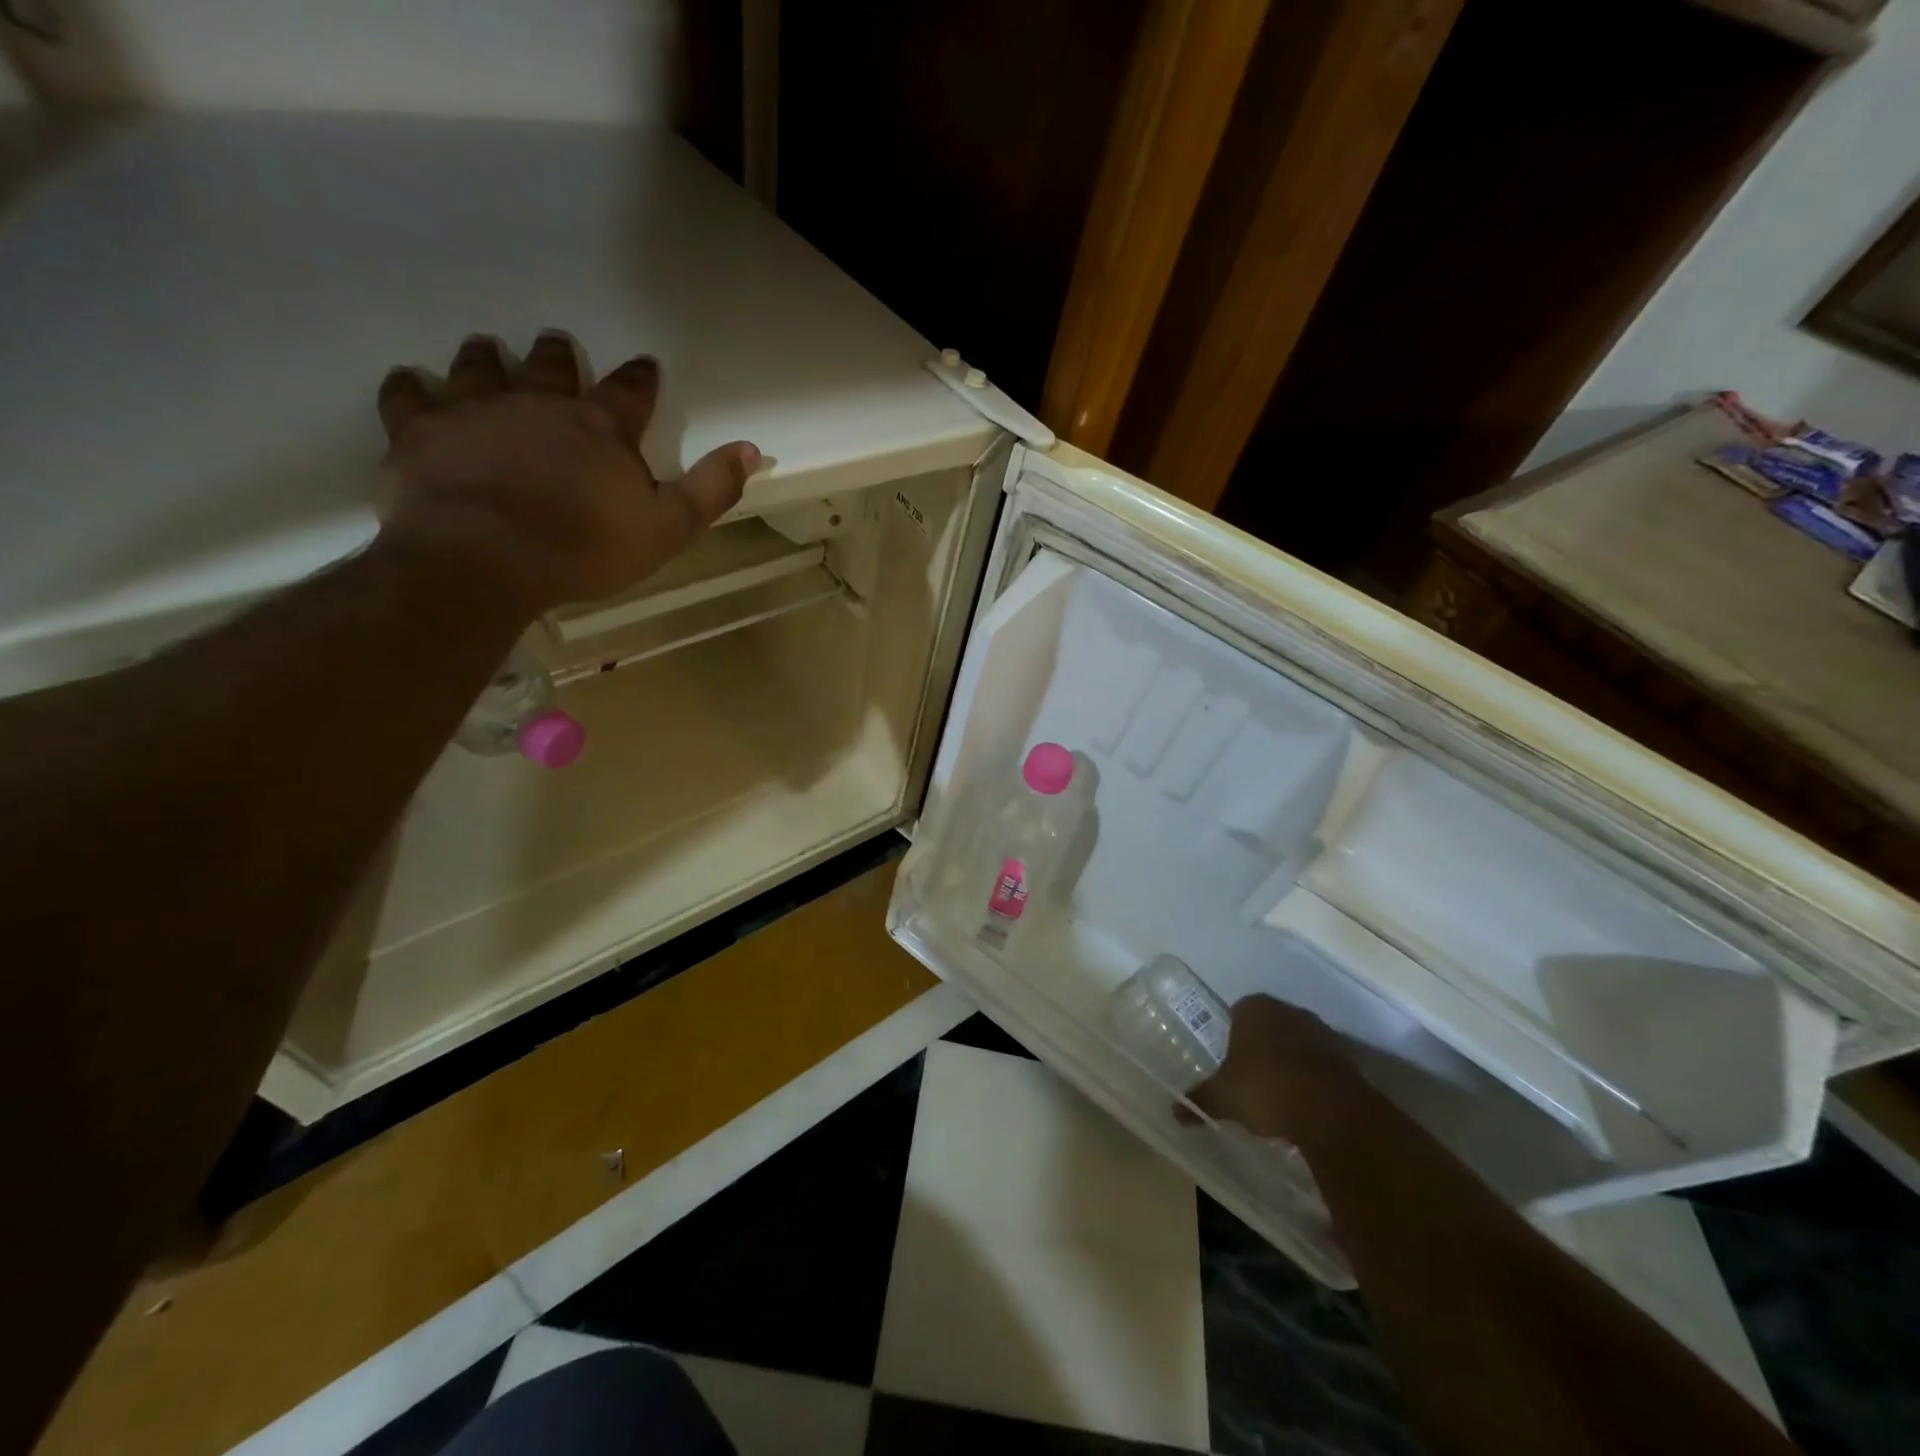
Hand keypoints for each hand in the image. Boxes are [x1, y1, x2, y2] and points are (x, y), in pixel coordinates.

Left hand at [376, 331, 760, 612]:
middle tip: (554, 342)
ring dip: (484, 357)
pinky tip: (410, 383)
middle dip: (555, 354)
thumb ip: (710, 488)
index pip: (629, 392)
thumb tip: (750, 448)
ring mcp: (474, 412)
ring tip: (484, 347)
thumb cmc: (586, 548)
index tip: (644, 364)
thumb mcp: (668, 527)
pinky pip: (408, 397)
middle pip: (548, 367)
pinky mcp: (421, 434)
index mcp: (600, 428)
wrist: (486, 560)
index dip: (640, 378)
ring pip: (477, 368)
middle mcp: (537, 405)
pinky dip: (409, 388)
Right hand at [1186, 995, 1364, 1144]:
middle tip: (1251, 1079)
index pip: (1236, 1013)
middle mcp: (1287, 1010)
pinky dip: (1313, 1078)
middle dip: (1260, 1048)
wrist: (1332, 1112)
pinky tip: (1305, 1104)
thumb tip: (1175, 1111)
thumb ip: (1200, 1099)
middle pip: (1268, 1026)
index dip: (1231, 1037)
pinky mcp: (1347, 1057)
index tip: (1230, 1064)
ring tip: (1279, 1095)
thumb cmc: (1266, 1089)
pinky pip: (1321, 1064)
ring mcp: (1321, 1031)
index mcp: (1254, 1008)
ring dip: (1289, 1062)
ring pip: (1296, 1043)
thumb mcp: (1224, 1098)